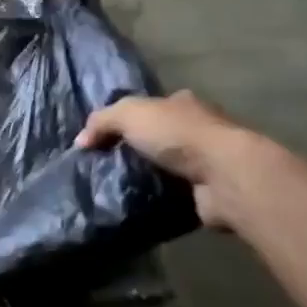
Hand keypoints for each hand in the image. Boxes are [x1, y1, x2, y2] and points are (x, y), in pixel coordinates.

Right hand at [76, 90, 259, 230]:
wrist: (225, 176)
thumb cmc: (178, 135)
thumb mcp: (129, 114)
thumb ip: (101, 121)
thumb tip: (81, 141)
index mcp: (183, 104)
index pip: (153, 106)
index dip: (130, 118)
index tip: (108, 136)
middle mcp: (199, 129)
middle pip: (161, 136)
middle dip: (138, 148)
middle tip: (107, 163)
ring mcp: (207, 162)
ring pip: (168, 166)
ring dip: (148, 175)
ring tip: (115, 186)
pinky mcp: (209, 192)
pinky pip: (175, 193)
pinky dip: (160, 197)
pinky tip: (137, 202)